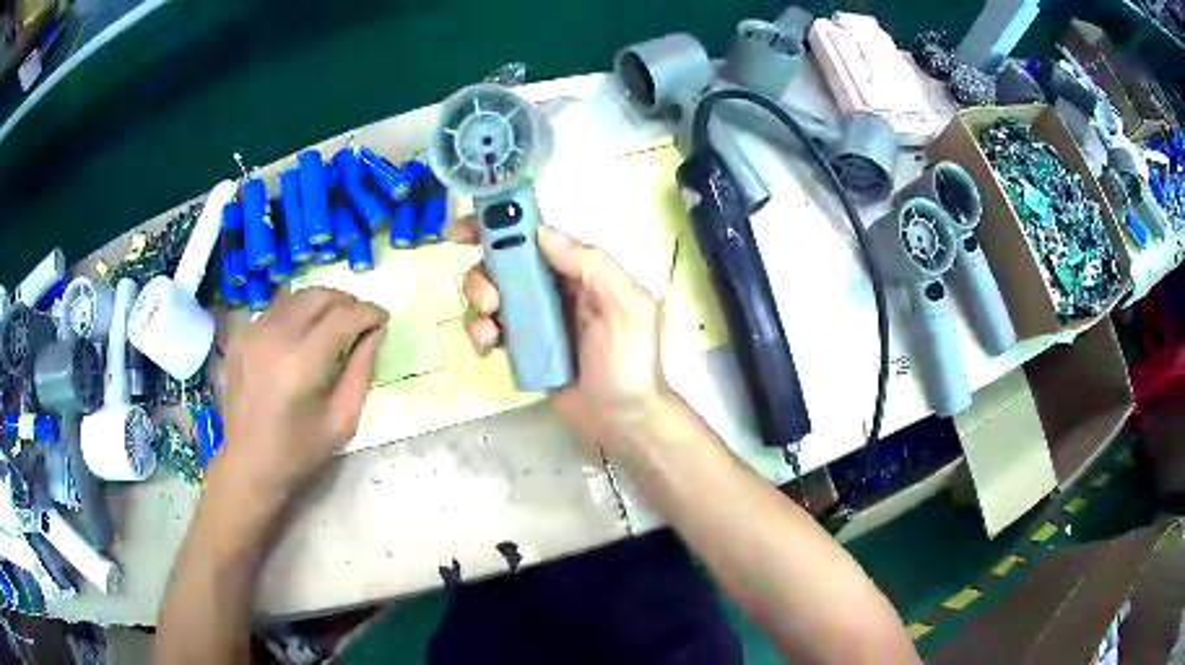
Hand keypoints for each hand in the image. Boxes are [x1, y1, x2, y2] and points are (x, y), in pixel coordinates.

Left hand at [215, 288, 387, 498]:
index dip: (368, 312)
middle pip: (317, 296)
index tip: (383, 319)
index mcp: (301, 364)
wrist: (247, 463)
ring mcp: (251, 333)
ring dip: (320, 304)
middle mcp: (273, 338)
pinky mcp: (238, 336)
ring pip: (295, 297)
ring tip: (334, 322)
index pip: (342, 317)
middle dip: (346, 301)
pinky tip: (301, 335)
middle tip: (360, 319)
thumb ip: (361, 372)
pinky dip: (295, 314)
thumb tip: (375, 332)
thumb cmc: (299, 451)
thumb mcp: (342, 421)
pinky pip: (274, 310)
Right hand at [451, 219, 671, 450]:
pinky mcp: (519, 346)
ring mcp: (533, 318)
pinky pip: (489, 328)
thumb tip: (541, 233)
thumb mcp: (625, 305)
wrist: (620, 418)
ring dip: (478, 303)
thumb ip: (591, 265)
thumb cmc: (629, 359)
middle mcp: (551, 287)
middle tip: (489, 297)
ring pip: (490, 294)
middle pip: (502, 262)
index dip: (498, 225)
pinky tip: (489, 347)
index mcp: (577, 270)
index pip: (534, 236)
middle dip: (483, 273)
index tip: (463, 228)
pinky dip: (480, 332)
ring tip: (492, 329)